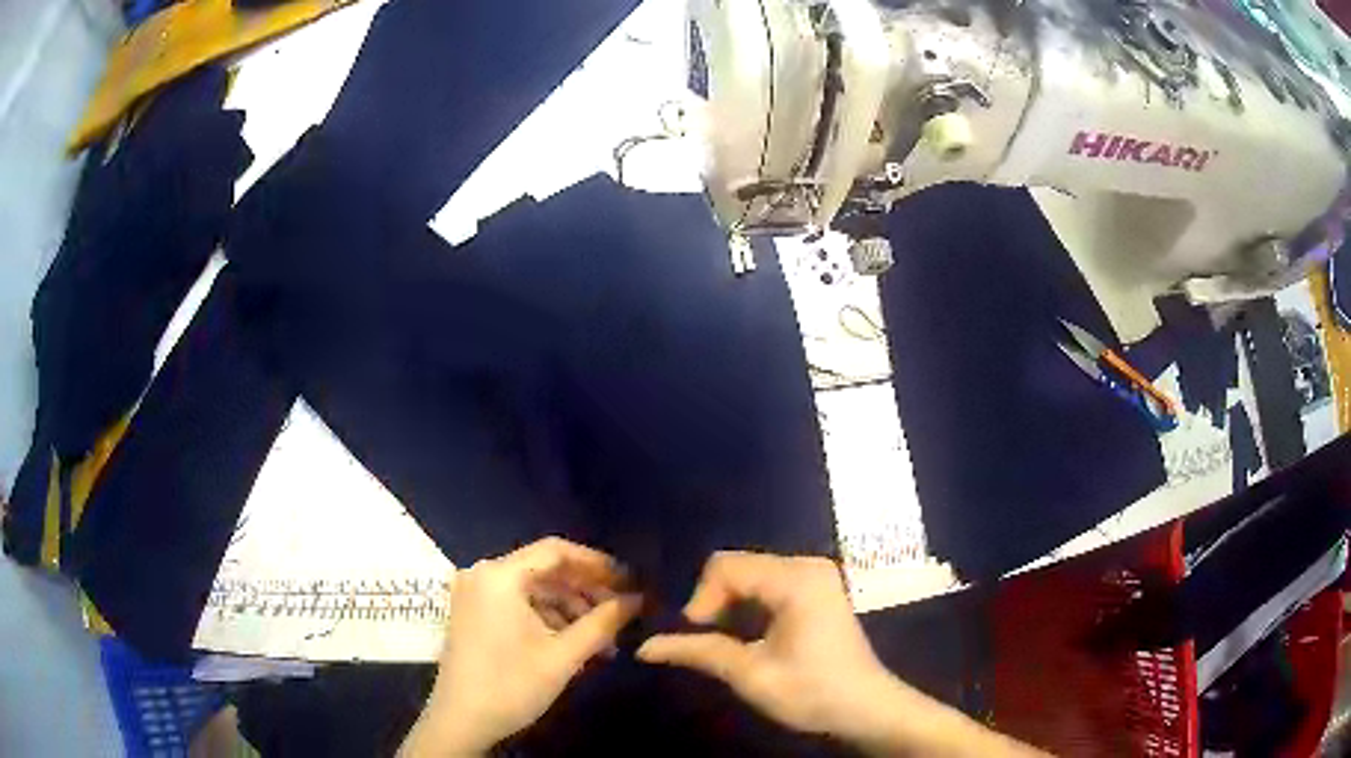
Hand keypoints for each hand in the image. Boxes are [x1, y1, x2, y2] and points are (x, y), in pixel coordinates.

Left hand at [402, 537, 639, 756]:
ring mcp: (475, 594)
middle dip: (587, 589)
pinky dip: (548, 618)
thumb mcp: (563, 655)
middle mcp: (483, 575)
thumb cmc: (511, 685)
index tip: (630, 580)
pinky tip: (575, 642)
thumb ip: (603, 622)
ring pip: (533, 589)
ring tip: (604, 636)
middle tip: (623, 610)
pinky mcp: (473, 614)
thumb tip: (637, 599)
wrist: (460, 721)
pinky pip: (518, 603)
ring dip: (571, 608)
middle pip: (545, 569)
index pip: (556, 551)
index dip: (597, 563)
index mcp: (500, 576)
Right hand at [636, 553, 904, 739]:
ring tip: (725, 641)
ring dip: (730, 604)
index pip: (726, 566)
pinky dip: (748, 605)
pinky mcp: (817, 587)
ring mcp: (815, 574)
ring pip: (750, 574)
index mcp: (796, 579)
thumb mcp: (752, 675)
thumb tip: (645, 647)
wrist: (866, 707)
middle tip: (707, 641)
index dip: (701, 599)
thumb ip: (699, 653)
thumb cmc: (812, 693)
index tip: (698, 636)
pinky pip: (768, 583)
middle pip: (738, 566)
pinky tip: (748, 634)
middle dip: (714, 601)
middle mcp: (807, 565)